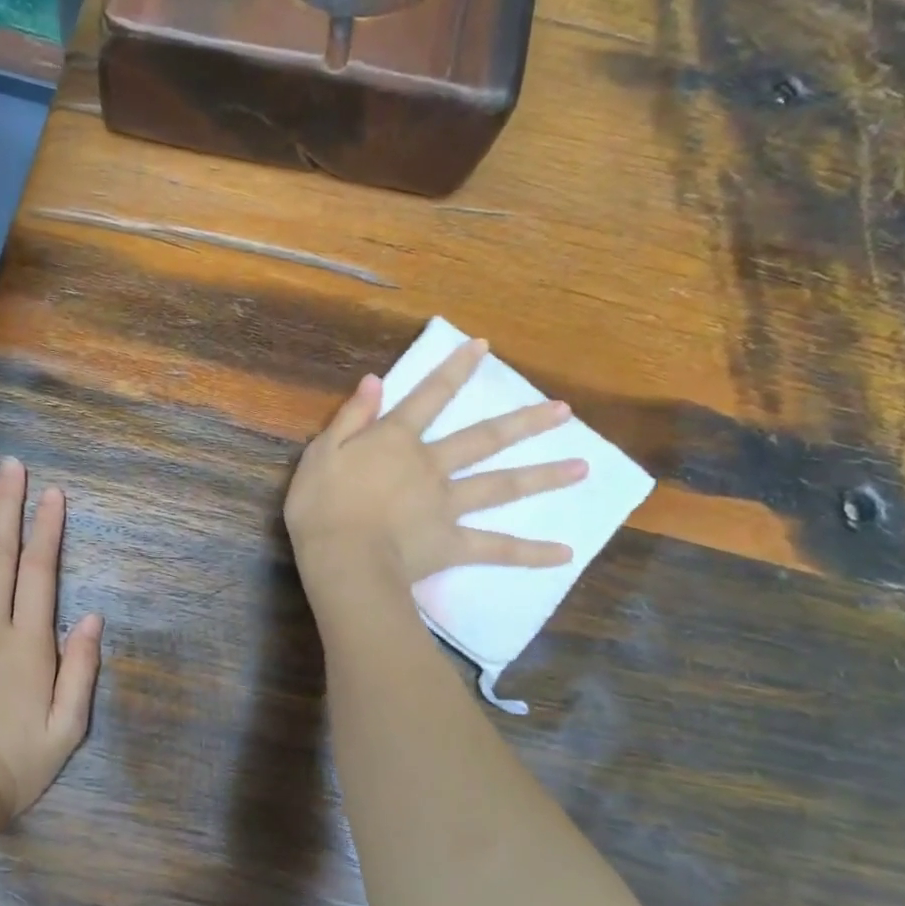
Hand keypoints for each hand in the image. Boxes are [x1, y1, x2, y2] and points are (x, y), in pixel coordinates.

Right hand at [285, 337, 586, 590]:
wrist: (342, 558)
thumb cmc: (321, 505)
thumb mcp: (322, 452)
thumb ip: (351, 417)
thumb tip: (375, 380)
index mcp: (398, 441)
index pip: (429, 396)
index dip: (454, 370)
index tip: (483, 347)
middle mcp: (432, 466)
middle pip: (484, 439)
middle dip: (523, 422)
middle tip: (564, 412)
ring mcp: (447, 505)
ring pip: (501, 487)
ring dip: (542, 476)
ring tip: (583, 468)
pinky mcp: (453, 543)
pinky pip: (496, 548)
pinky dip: (530, 553)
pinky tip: (564, 553)